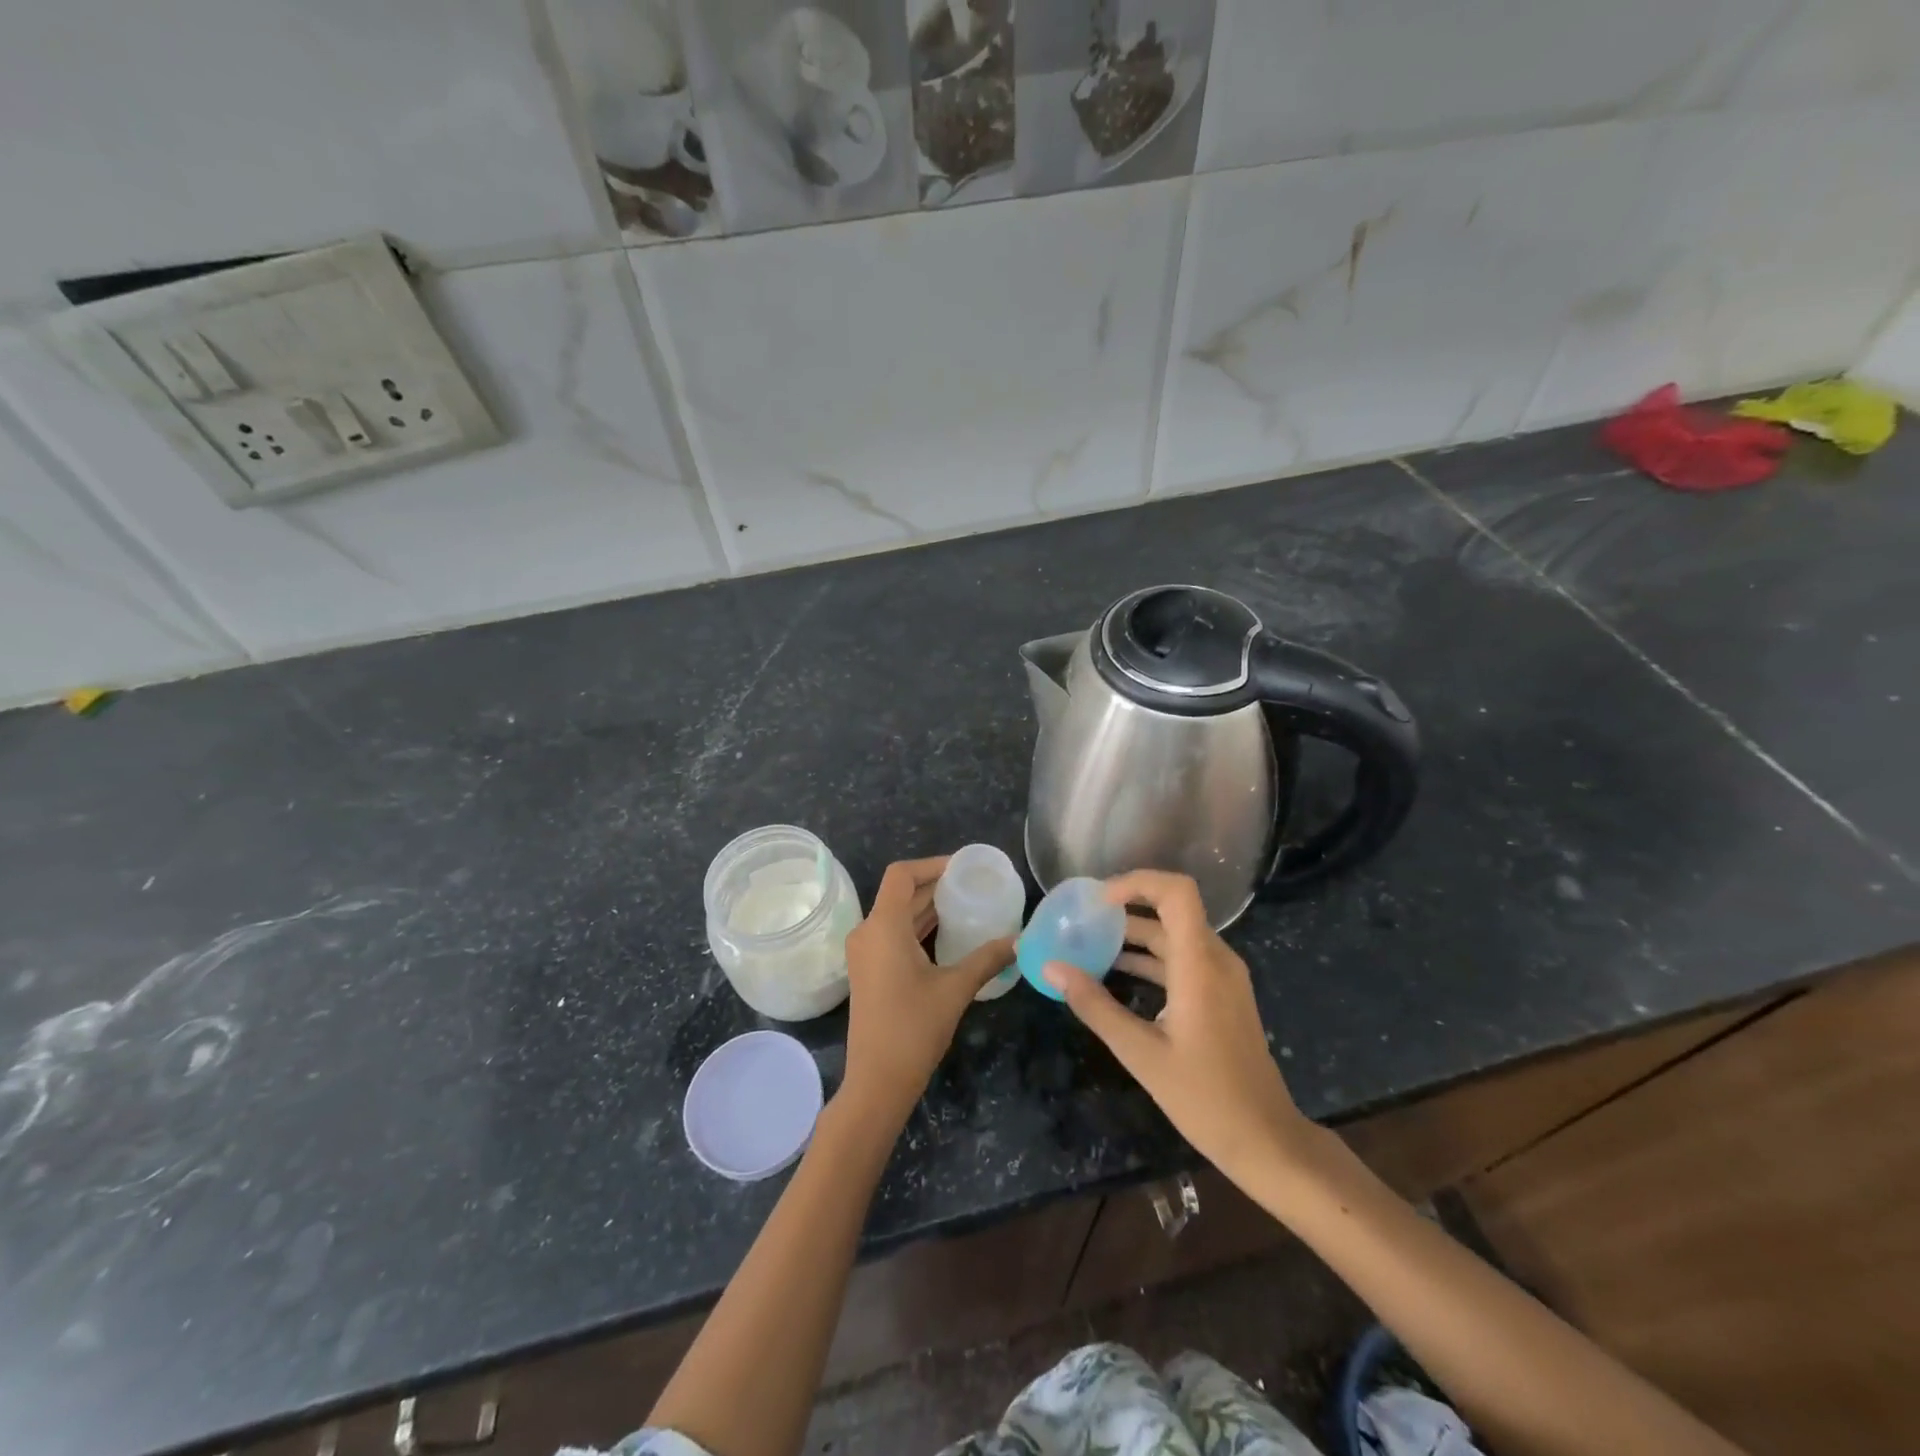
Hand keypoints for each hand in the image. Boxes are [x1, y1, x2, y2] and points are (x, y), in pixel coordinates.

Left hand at [842, 855, 1014, 1118]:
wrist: (877, 1081)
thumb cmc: (913, 1029)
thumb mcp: (956, 988)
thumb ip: (988, 958)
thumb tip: (1020, 940)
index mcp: (883, 927)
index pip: (901, 874)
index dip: (932, 864)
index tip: (964, 868)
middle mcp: (868, 932)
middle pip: (900, 893)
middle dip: (935, 885)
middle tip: (974, 885)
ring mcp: (865, 952)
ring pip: (896, 914)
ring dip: (927, 906)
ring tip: (966, 904)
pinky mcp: (868, 969)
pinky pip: (892, 933)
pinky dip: (918, 926)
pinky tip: (947, 933)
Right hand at [1044, 870, 1310, 1181]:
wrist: (1266, 1140)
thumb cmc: (1204, 1098)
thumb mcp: (1141, 1053)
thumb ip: (1095, 1006)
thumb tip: (1052, 968)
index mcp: (1200, 965)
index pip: (1177, 892)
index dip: (1138, 882)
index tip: (1098, 900)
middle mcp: (1216, 960)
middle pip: (1172, 909)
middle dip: (1126, 908)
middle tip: (1082, 919)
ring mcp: (1223, 977)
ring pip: (1176, 935)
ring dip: (1135, 934)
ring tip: (1090, 943)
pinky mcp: (1222, 995)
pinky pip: (1184, 959)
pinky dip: (1150, 957)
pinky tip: (1117, 973)